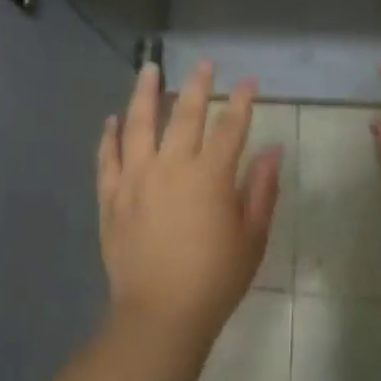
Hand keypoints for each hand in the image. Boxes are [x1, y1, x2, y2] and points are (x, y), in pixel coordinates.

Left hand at [98, 61, 280, 349]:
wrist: (160, 316)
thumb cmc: (215, 279)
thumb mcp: (252, 237)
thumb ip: (263, 189)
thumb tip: (273, 150)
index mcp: (210, 175)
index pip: (230, 126)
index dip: (241, 101)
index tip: (247, 82)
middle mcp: (171, 166)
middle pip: (184, 114)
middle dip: (196, 85)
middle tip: (203, 64)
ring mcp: (135, 178)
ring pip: (138, 124)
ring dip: (145, 93)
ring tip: (149, 68)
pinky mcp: (111, 197)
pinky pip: (107, 158)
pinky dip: (109, 136)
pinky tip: (112, 119)